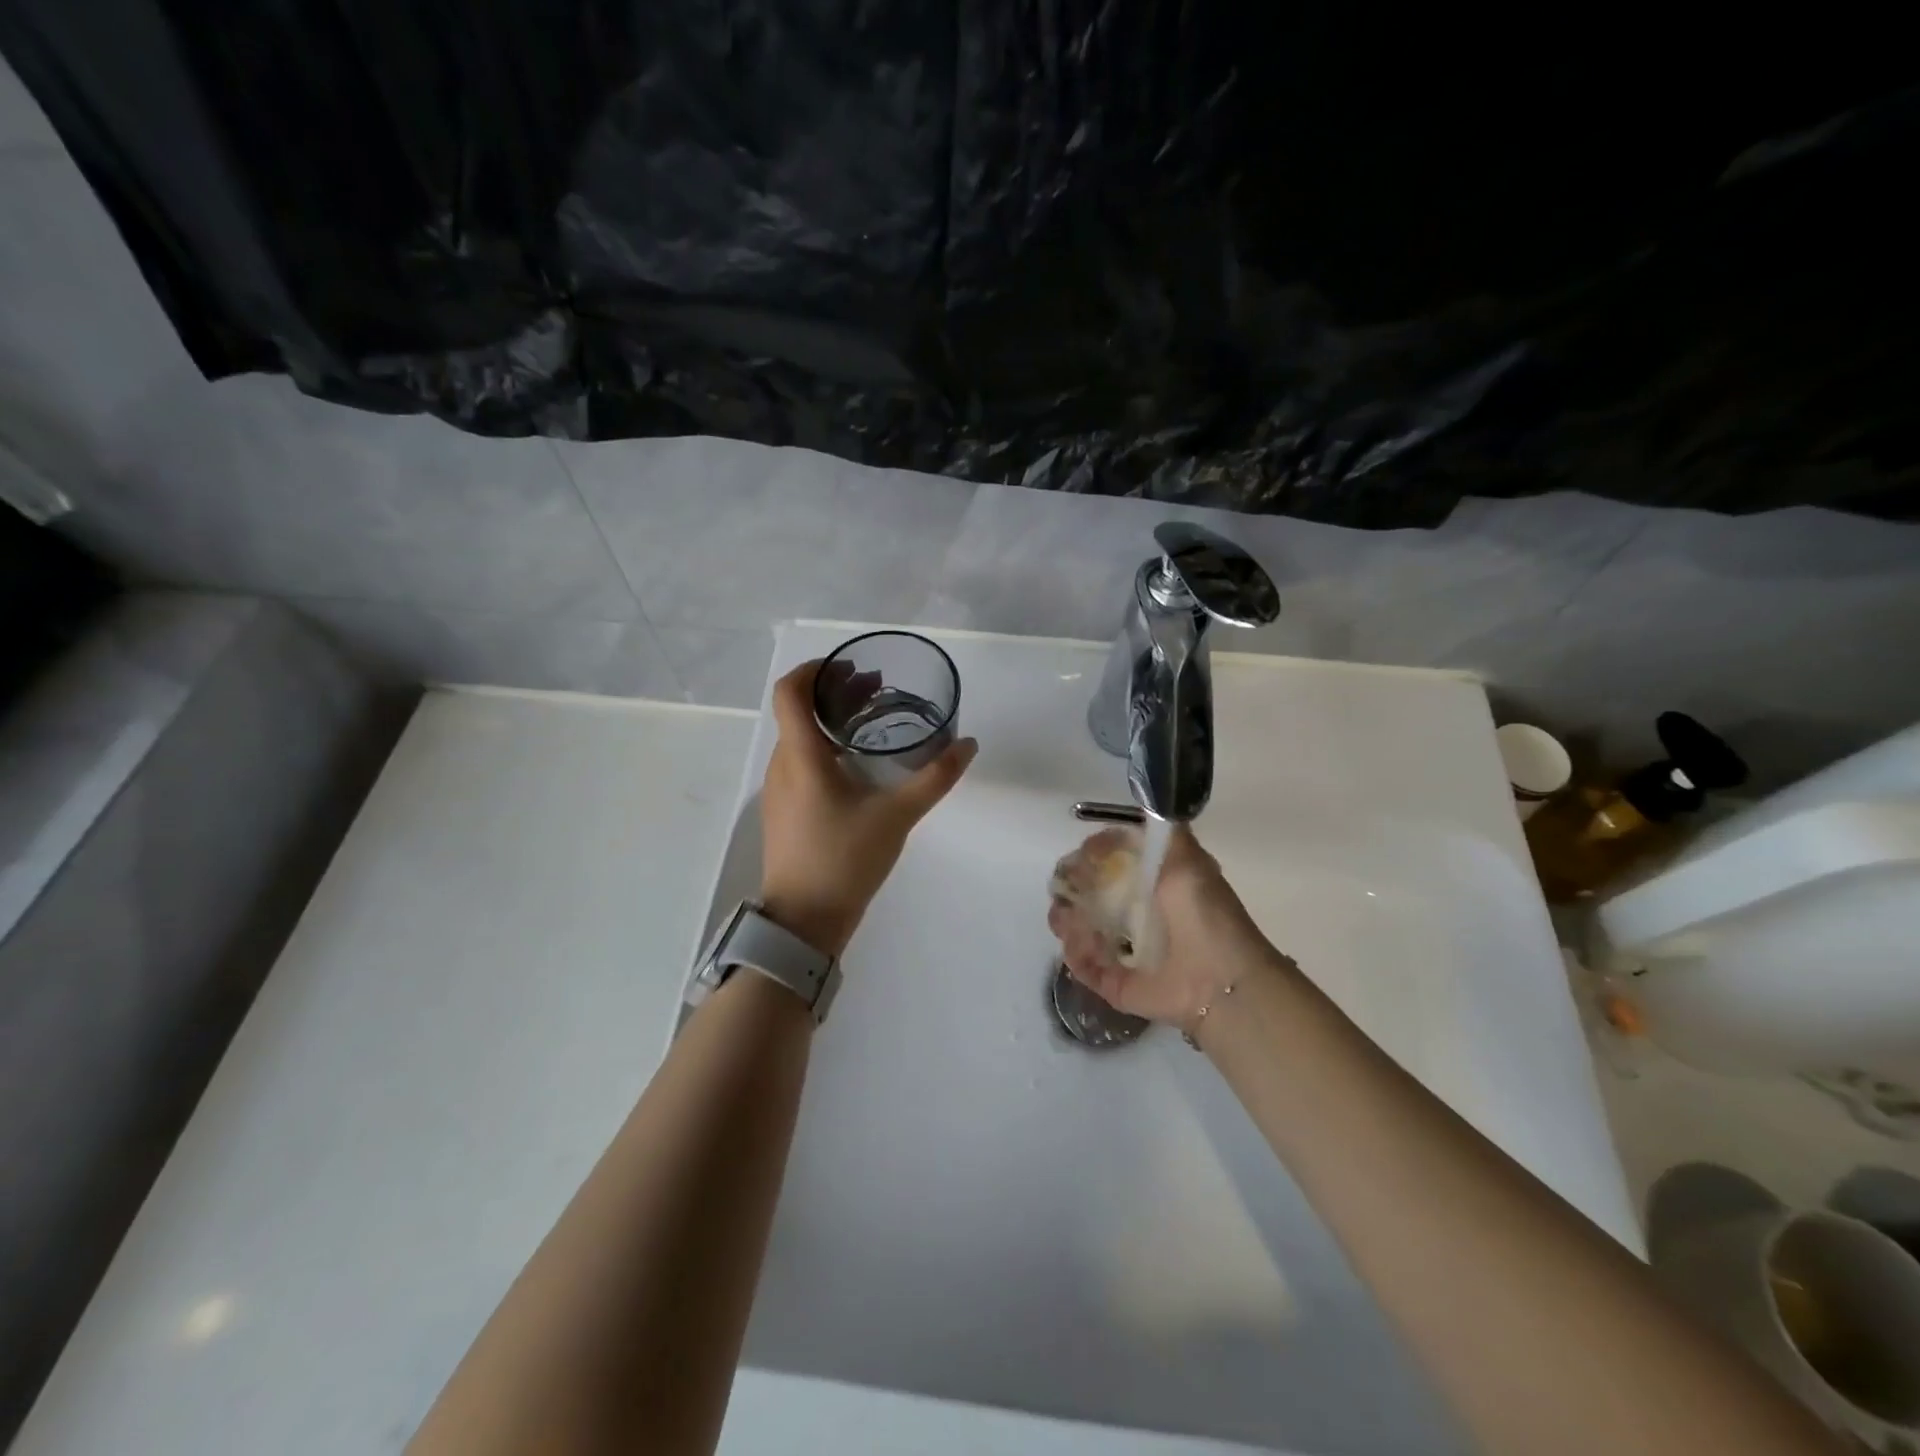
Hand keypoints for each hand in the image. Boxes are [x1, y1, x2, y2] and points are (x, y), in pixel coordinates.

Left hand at [759, 659, 977, 957]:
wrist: (804, 920)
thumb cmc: (845, 860)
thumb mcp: (897, 817)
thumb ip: (934, 779)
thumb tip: (968, 745)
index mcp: (801, 756)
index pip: (790, 691)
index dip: (815, 669)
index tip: (851, 668)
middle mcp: (782, 765)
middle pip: (798, 710)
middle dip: (834, 692)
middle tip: (875, 689)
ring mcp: (778, 789)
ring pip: (798, 736)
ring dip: (830, 720)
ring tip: (870, 722)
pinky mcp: (784, 809)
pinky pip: (799, 761)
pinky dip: (824, 746)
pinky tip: (856, 765)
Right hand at [1047, 823, 1279, 1030]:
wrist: (1221, 981)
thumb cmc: (1205, 917)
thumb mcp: (1190, 861)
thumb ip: (1167, 833)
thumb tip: (1147, 801)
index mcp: (1151, 886)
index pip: (1107, 863)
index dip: (1091, 854)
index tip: (1086, 853)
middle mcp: (1132, 915)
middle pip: (1083, 893)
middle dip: (1068, 886)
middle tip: (1064, 886)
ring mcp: (1119, 949)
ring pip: (1075, 926)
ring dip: (1065, 918)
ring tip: (1068, 917)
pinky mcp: (1112, 981)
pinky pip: (1081, 964)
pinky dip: (1075, 952)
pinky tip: (1080, 942)